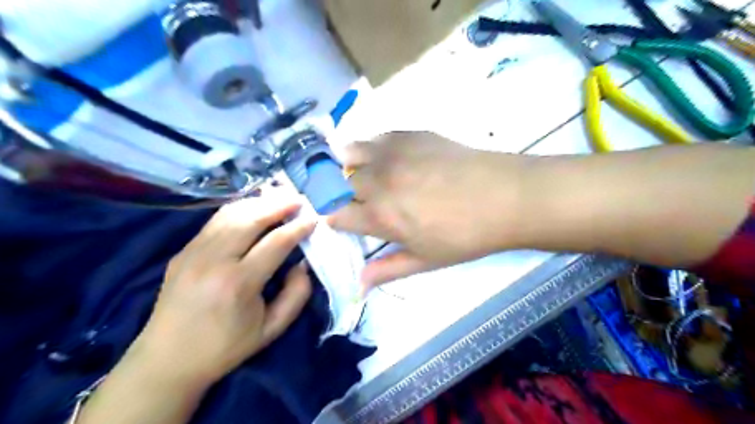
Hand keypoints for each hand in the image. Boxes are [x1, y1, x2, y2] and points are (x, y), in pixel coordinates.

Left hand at [132, 195, 315, 383]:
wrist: (166, 362)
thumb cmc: (225, 348)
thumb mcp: (271, 329)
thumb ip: (296, 295)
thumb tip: (303, 264)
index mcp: (238, 283)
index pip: (276, 242)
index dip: (298, 228)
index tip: (314, 219)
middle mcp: (214, 260)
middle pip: (251, 218)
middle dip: (279, 205)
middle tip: (299, 199)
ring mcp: (193, 252)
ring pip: (231, 214)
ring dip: (259, 203)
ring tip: (279, 200)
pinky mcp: (183, 252)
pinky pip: (215, 221)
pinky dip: (239, 210)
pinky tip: (253, 210)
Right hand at [331, 130, 526, 287]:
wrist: (504, 197)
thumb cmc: (465, 236)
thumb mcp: (425, 261)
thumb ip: (387, 270)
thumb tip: (358, 285)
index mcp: (380, 216)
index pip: (335, 215)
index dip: (336, 220)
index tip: (345, 222)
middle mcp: (377, 181)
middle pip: (338, 183)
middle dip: (341, 194)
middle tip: (361, 200)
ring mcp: (392, 153)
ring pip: (349, 153)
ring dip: (350, 165)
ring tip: (367, 174)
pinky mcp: (409, 135)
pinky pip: (376, 137)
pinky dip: (373, 148)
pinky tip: (390, 158)